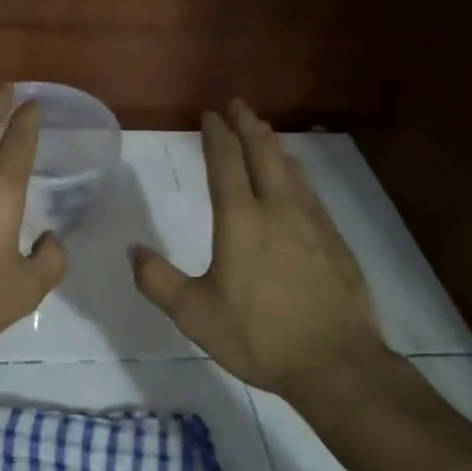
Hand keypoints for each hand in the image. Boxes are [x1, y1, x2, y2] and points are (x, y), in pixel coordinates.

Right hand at [130, 100, 382, 395]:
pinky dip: (297, 174)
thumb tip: (134, 252)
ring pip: (291, 170)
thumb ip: (159, 281)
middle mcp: (279, 210)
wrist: (337, 365)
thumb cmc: (260, 336)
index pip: (226, 163)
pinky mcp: (336, 242)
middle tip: (237, 105)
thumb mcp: (195, 314)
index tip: (210, 114)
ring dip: (274, 145)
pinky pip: (310, 193)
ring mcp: (313, 224)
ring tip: (264, 133)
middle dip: (248, 125)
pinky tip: (298, 182)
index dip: (216, 135)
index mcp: (242, 220)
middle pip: (263, 153)